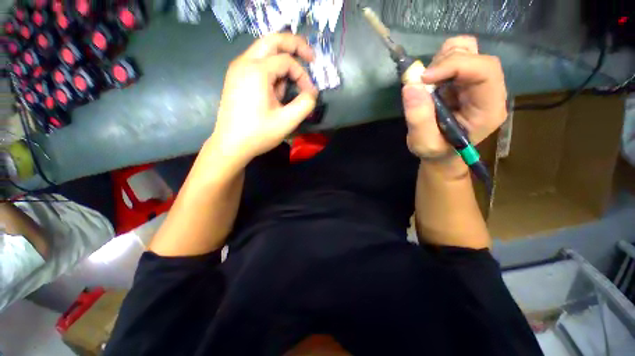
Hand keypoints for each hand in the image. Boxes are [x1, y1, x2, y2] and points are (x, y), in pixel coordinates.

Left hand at [210, 33, 317, 165]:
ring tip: (287, 90)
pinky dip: (271, 72)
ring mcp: (237, 69)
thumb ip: (305, 104)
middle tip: (310, 57)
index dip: (303, 76)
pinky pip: (257, 65)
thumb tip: (312, 93)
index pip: (287, 61)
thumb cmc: (258, 134)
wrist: (230, 145)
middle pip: (273, 41)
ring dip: (282, 63)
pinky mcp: (236, 78)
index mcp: (256, 71)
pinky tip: (274, 92)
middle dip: (294, 46)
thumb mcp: (287, 121)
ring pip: (265, 52)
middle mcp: (244, 62)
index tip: (310, 94)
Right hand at [402, 36, 506, 160]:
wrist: (443, 154)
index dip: (454, 65)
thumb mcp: (424, 143)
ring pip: (467, 51)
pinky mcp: (466, 81)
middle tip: (423, 82)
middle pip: (476, 56)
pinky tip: (431, 83)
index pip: (485, 71)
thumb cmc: (436, 152)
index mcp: (488, 109)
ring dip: (441, 61)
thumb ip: (418, 118)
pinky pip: (456, 58)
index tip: (424, 78)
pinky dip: (439, 64)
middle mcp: (490, 90)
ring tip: (427, 84)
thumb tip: (411, 85)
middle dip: (445, 63)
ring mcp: (478, 83)